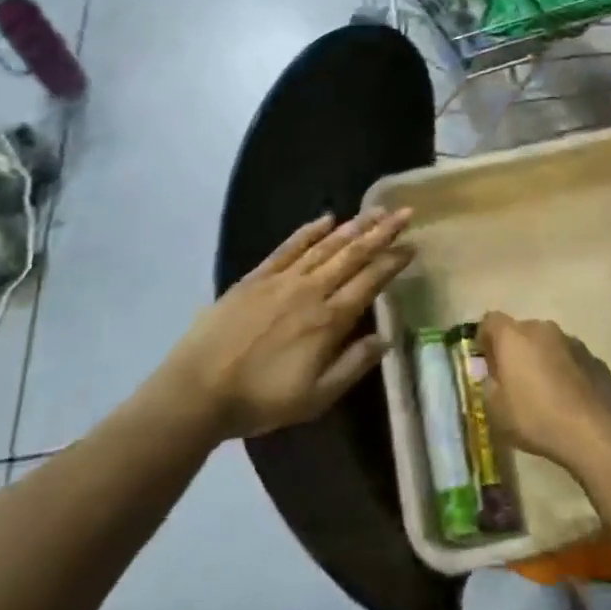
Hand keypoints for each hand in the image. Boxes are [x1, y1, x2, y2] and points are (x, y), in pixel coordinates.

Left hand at [170, 208, 413, 438]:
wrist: (199, 389)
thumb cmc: (261, 400)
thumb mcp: (315, 397)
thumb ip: (353, 365)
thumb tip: (386, 337)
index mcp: (328, 321)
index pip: (369, 282)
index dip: (392, 262)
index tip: (411, 246)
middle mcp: (311, 291)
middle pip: (352, 255)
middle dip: (380, 232)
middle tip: (404, 212)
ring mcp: (282, 280)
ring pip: (326, 246)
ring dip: (353, 226)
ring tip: (375, 210)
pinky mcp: (257, 277)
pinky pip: (289, 247)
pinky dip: (309, 231)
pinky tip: (326, 218)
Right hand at [476, 312, 610, 473]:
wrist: (594, 433)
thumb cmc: (536, 418)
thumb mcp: (496, 411)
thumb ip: (489, 386)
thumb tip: (494, 377)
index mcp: (513, 336)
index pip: (490, 321)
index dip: (484, 339)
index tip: (486, 363)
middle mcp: (543, 329)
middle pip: (521, 332)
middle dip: (515, 351)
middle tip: (513, 381)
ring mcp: (572, 341)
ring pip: (548, 344)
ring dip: (542, 359)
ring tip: (544, 392)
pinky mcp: (595, 359)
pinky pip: (571, 359)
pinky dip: (565, 371)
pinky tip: (568, 399)